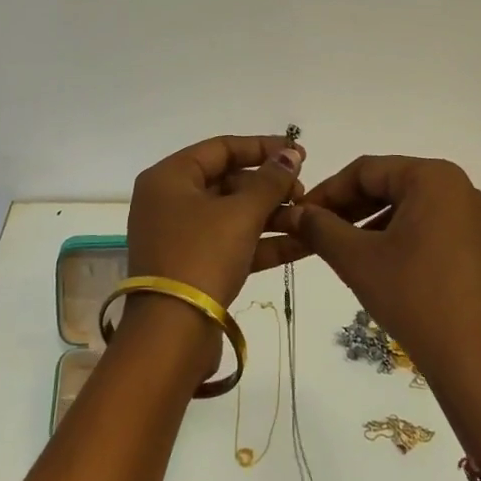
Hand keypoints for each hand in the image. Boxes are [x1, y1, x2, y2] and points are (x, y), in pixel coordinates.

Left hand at [126, 135, 306, 310]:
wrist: (172, 333)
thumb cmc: (202, 256)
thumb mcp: (241, 214)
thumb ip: (270, 181)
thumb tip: (290, 154)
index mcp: (169, 177)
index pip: (221, 148)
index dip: (262, 147)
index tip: (299, 152)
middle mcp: (170, 201)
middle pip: (227, 181)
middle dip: (270, 186)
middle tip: (305, 192)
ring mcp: (181, 236)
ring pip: (233, 214)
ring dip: (272, 215)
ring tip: (311, 216)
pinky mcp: (194, 266)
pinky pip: (233, 243)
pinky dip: (263, 241)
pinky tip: (304, 242)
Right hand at [274, 156, 480, 436]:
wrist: (478, 364)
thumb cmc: (415, 298)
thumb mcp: (358, 260)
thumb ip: (320, 228)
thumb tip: (294, 212)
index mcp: (433, 177)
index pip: (366, 170)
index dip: (326, 191)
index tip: (298, 214)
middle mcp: (457, 187)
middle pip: (387, 184)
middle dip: (346, 207)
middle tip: (312, 231)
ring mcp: (471, 217)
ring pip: (405, 207)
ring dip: (367, 223)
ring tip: (336, 249)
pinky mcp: (476, 245)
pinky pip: (425, 226)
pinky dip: (394, 237)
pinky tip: (372, 262)